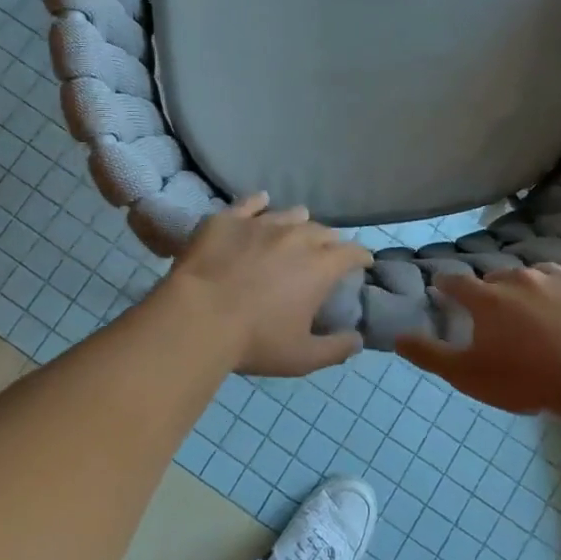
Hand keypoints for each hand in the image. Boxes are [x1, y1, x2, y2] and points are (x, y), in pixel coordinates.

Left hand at [164, 195, 373, 376]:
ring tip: (295, 229)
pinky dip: (259, 203)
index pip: (353, 252)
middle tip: (325, 253)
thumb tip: (358, 340)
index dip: (361, 256)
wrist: (198, 317)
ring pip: (290, 214)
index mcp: (320, 267)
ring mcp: (261, 223)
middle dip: (329, 241)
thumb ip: (336, 349)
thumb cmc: (254, 341)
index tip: (362, 263)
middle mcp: (296, 236)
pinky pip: (250, 203)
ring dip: (298, 222)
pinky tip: (261, 202)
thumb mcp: (302, 357)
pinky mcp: (228, 219)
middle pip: (323, 231)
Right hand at [398, 263, 560, 414]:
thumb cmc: (527, 377)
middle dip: (495, 290)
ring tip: (543, 310)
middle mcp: (520, 277)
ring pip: (541, 275)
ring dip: (536, 288)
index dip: (447, 285)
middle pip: (499, 277)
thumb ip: (430, 355)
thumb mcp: (468, 375)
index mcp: (487, 298)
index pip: (456, 282)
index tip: (443, 288)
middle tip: (500, 311)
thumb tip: (397, 337)